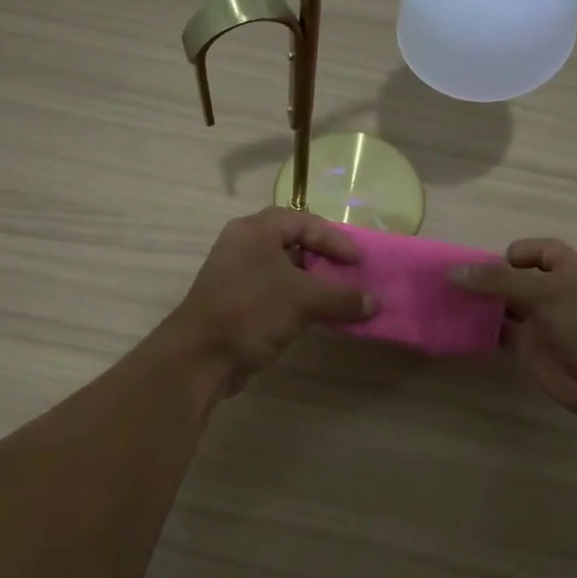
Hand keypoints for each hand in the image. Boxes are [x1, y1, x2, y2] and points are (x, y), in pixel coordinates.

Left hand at [163, 208, 375, 394]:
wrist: (201, 356)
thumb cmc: (252, 311)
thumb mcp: (304, 299)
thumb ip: (343, 297)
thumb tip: (375, 303)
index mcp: (255, 231)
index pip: (302, 221)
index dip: (334, 239)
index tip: (357, 261)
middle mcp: (243, 246)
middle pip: (292, 243)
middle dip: (324, 260)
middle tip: (348, 275)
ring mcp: (237, 275)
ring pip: (283, 271)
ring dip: (312, 283)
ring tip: (338, 298)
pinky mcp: (236, 303)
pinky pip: (274, 293)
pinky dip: (297, 301)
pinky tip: (316, 317)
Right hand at [450, 238, 576, 417]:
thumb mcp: (544, 291)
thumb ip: (498, 280)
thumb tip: (453, 271)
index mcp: (568, 267)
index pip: (535, 250)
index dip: (510, 254)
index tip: (482, 266)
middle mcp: (553, 291)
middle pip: (513, 278)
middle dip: (485, 279)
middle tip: (449, 283)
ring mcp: (540, 321)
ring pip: (503, 306)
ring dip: (479, 304)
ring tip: (445, 302)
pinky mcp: (529, 348)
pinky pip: (500, 333)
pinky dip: (481, 330)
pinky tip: (458, 327)